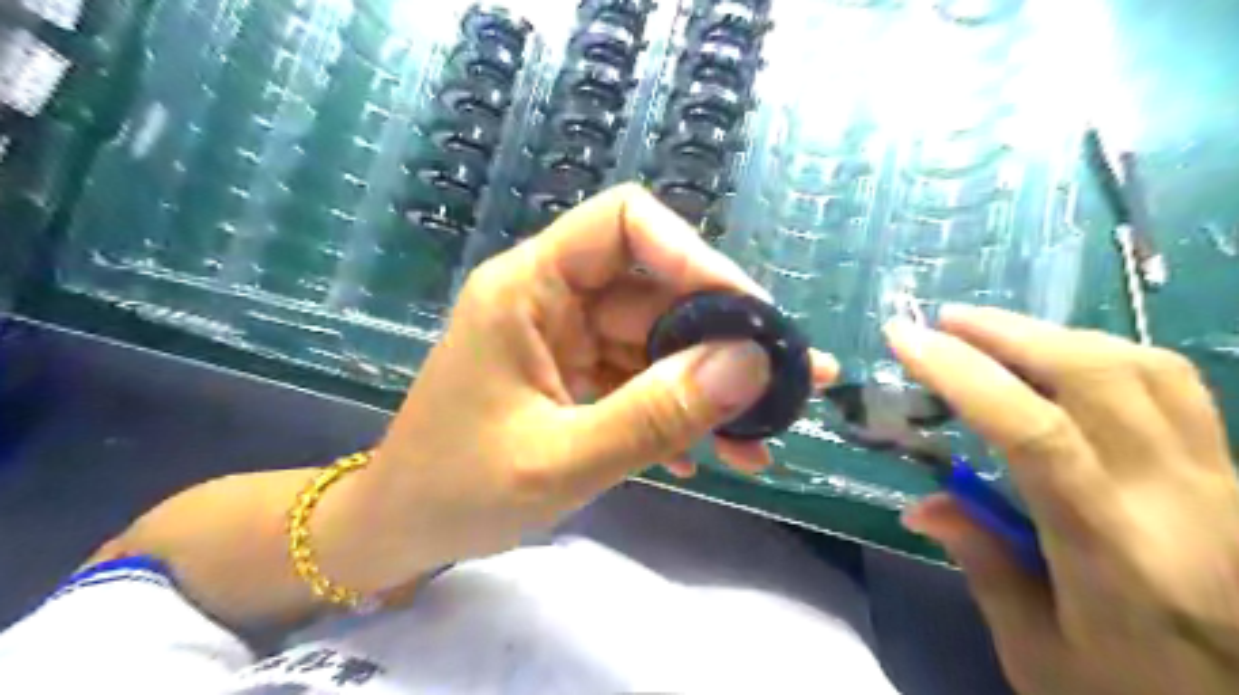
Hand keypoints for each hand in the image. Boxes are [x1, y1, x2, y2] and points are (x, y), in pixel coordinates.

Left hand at [356, 185, 841, 587]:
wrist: (404, 529)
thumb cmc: (458, 490)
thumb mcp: (562, 460)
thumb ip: (655, 414)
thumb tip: (749, 365)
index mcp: (530, 287)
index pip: (624, 222)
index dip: (692, 255)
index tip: (748, 315)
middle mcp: (554, 298)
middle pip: (657, 290)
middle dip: (723, 340)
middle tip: (787, 386)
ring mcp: (568, 338)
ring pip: (659, 341)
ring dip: (710, 389)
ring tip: (762, 440)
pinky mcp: (578, 374)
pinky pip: (642, 377)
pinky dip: (679, 412)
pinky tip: (709, 458)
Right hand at [891, 306, 1238, 694]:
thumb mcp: (1038, 655)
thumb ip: (982, 565)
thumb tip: (923, 505)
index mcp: (1114, 553)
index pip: (1034, 433)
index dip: (963, 374)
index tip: (905, 339)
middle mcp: (1177, 500)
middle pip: (1098, 377)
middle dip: (1009, 333)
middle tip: (944, 321)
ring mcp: (1219, 481)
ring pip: (1145, 368)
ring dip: (1056, 335)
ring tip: (995, 332)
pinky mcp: (1232, 476)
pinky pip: (1172, 388)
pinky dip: (1106, 356)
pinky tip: (1064, 362)